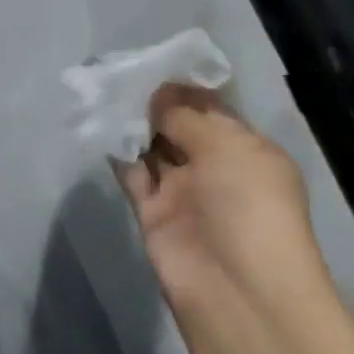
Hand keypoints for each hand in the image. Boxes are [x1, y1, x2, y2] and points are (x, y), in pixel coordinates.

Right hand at [115, 85, 337, 325]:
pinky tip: (103, 126)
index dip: (183, 88)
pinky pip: (134, 176)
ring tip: (106, 92)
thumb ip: (187, 117)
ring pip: (154, 149)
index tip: (151, 62)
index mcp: (246, 148)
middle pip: (180, 126)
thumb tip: (158, 94)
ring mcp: (183, 192)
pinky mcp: (153, 214)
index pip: (212, 109)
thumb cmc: (250, 206)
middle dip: (155, 103)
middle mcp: (215, 167)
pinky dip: (120, 154)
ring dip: (134, 124)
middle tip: (120, 72)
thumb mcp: (228, 148)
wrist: (238, 291)